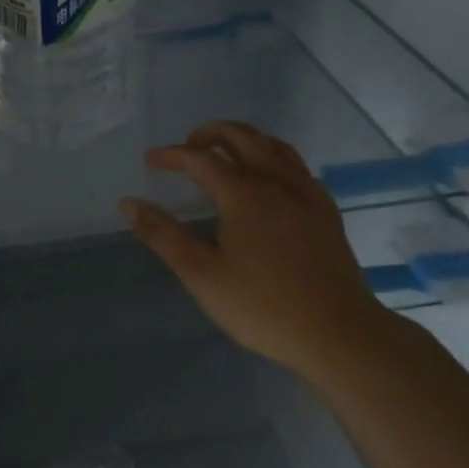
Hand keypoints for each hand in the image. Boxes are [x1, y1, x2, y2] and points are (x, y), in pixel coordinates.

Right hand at [120, 121, 391, 380]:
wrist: (340, 334)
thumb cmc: (263, 307)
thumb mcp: (202, 275)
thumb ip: (163, 234)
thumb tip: (128, 203)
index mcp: (243, 193)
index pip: (200, 158)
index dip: (172, 155)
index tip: (150, 161)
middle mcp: (276, 181)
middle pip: (241, 136)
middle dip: (209, 133)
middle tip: (187, 148)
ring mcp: (306, 194)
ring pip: (273, 145)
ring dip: (243, 139)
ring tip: (225, 154)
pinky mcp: (326, 211)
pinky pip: (297, 166)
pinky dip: (272, 158)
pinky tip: (268, 182)